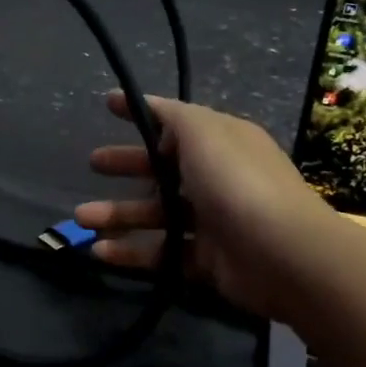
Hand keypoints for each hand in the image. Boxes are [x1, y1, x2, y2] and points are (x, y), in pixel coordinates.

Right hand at [73, 92, 331, 323]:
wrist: (284, 255)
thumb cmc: (238, 183)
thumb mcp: (203, 132)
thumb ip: (172, 116)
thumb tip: (151, 108)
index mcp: (221, 142)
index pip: (174, 122)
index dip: (141, 113)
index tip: (107, 106)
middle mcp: (217, 177)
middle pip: (162, 168)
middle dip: (126, 165)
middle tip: (92, 164)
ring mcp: (213, 220)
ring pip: (156, 213)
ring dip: (117, 214)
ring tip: (81, 218)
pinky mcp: (206, 260)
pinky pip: (162, 252)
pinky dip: (131, 252)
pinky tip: (99, 252)